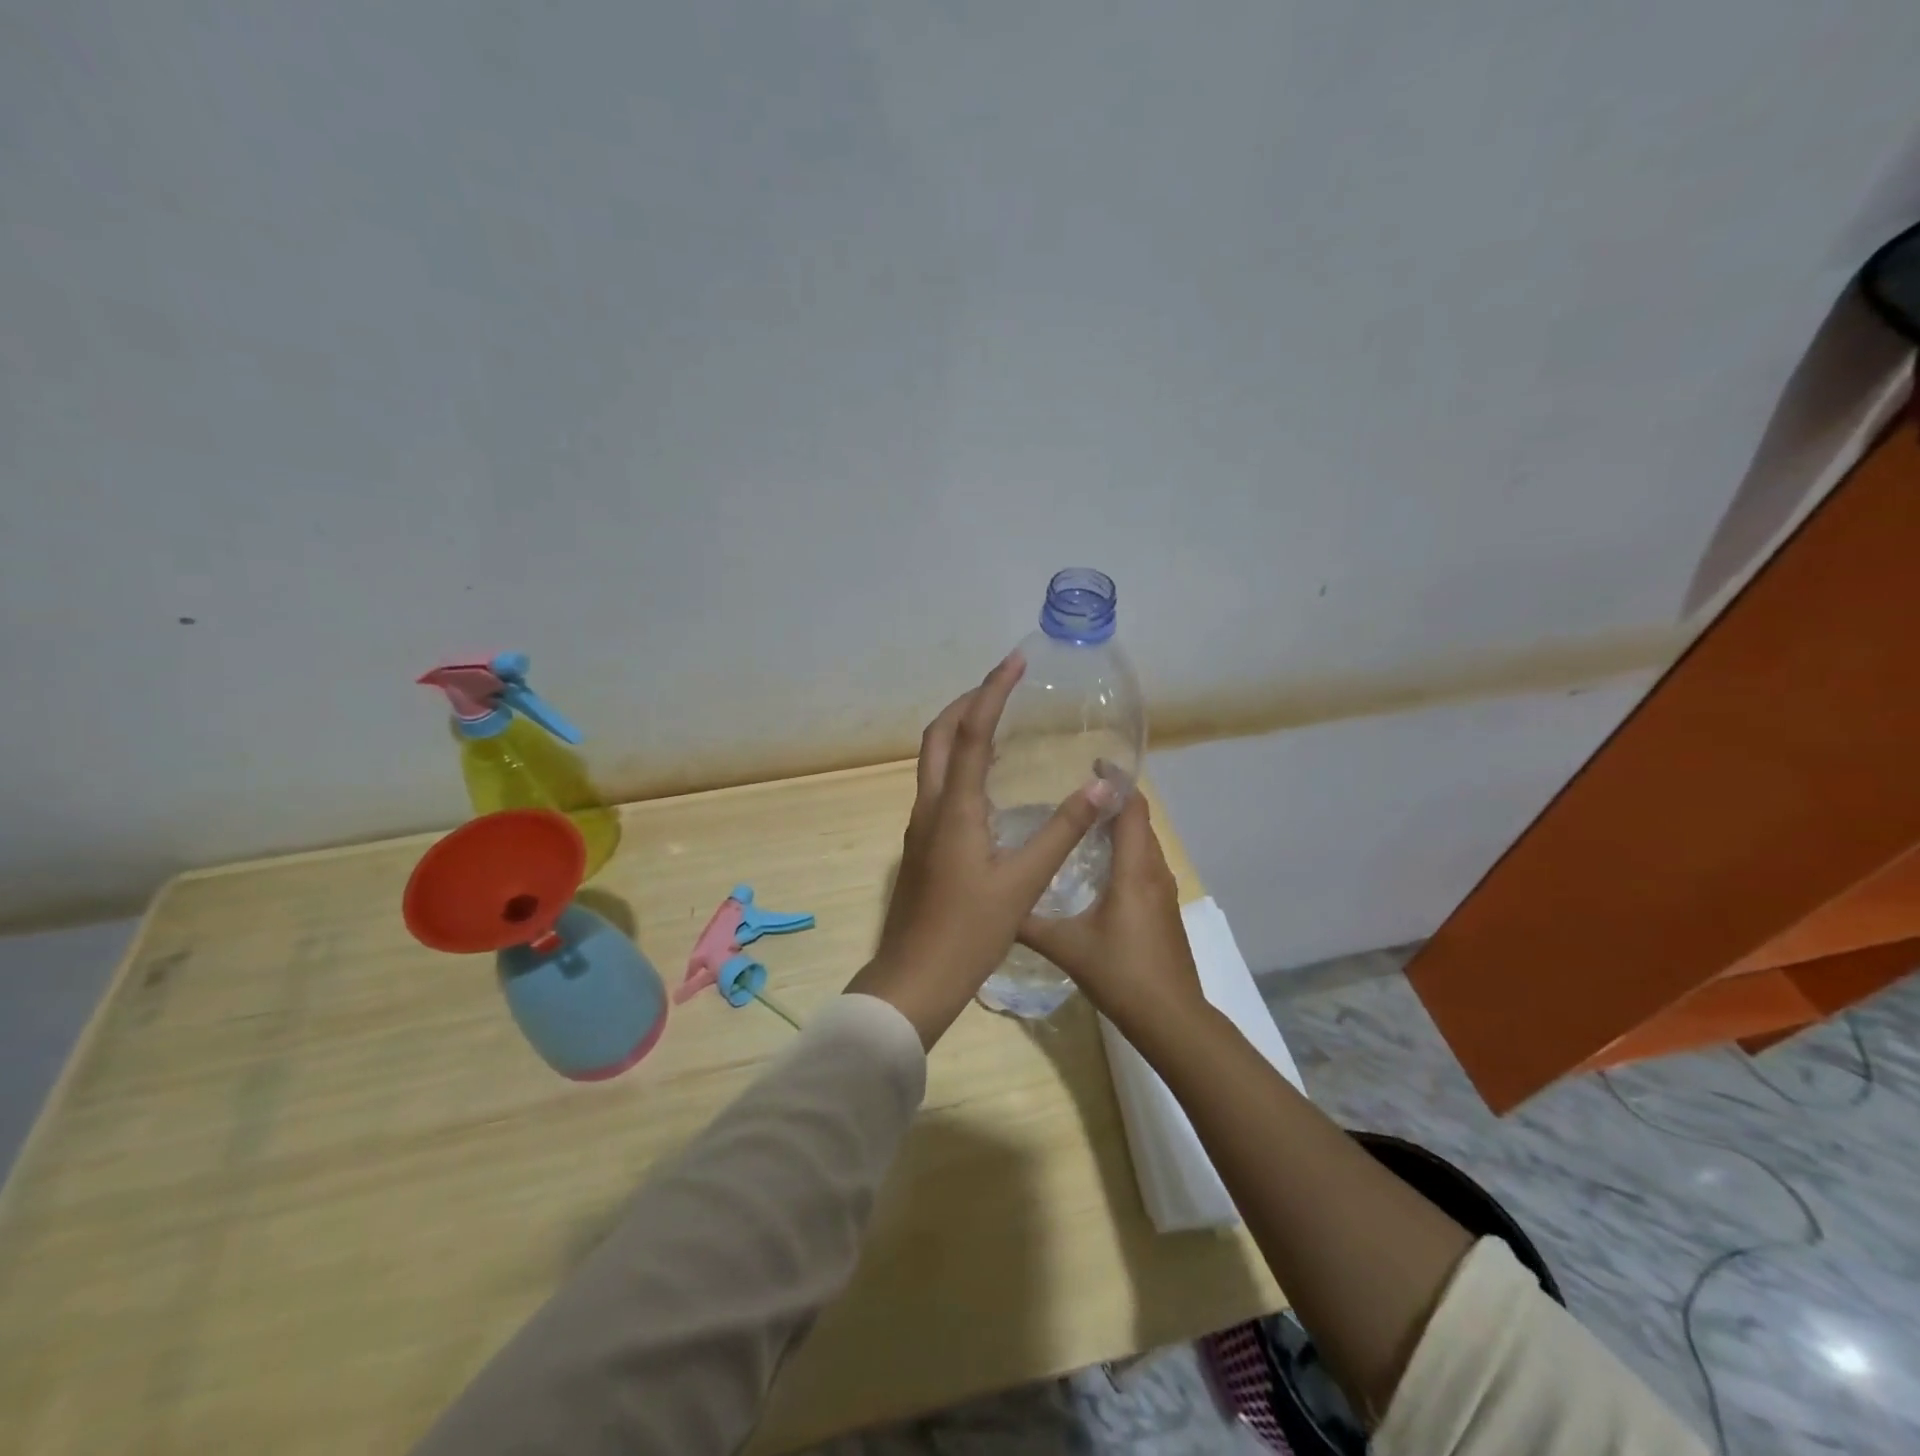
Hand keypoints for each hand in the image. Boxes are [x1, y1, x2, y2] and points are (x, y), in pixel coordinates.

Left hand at [846, 652, 1116, 1047]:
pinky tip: (987, 781)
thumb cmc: (968, 933)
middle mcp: (930, 807)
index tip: (1014, 662)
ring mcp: (920, 827)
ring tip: (997, 721)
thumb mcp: (1023, 883)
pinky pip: (938, 786)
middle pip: (938, 736)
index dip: (992, 692)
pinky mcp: (922, 845)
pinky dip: (958, 763)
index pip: (971, 733)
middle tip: (1003, 686)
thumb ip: (1062, 832)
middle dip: (967, 703)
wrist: (913, 979)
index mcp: (954, 808)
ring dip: (959, 731)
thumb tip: (1102, 788)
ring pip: (932, 760)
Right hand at [1016, 793, 1202, 1039]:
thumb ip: (1028, 923)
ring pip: (1144, 843)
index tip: (1091, 762)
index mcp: (1134, 870)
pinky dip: (1126, 851)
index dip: (1116, 781)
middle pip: (1140, 820)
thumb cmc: (1121, 973)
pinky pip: (1146, 864)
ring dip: (1121, 826)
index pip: (1132, 808)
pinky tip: (1099, 867)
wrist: (1171, 1018)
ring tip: (1082, 822)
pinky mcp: (1165, 910)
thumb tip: (993, 905)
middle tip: (1074, 791)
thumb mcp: (1066, 946)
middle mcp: (1154, 872)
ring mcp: (1164, 892)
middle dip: (1113, 800)